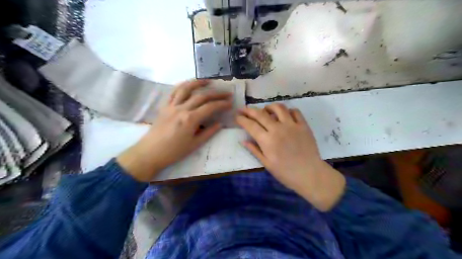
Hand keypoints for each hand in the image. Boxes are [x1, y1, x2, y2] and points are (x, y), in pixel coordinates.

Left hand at [116, 79, 230, 182]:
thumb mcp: (195, 144)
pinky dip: (182, 85)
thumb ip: (209, 132)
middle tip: (226, 93)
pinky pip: (173, 92)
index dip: (222, 104)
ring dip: (198, 83)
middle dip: (216, 93)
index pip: (210, 107)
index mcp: (190, 119)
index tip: (230, 103)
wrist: (150, 153)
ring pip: (186, 88)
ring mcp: (172, 106)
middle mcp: (182, 109)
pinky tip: (189, 84)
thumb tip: (220, 124)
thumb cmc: (174, 151)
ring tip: (208, 81)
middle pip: (201, 96)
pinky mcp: (164, 106)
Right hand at [236, 103, 344, 210]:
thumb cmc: (285, 172)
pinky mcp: (303, 125)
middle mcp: (278, 129)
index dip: (242, 119)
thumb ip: (254, 150)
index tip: (237, 116)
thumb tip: (243, 140)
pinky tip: (284, 115)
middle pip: (260, 114)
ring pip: (278, 108)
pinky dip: (287, 111)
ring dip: (269, 107)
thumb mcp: (266, 164)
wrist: (309, 174)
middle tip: (244, 109)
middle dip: (249, 110)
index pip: (250, 125)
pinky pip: (295, 111)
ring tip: (265, 110)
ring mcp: (292, 125)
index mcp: (267, 140)